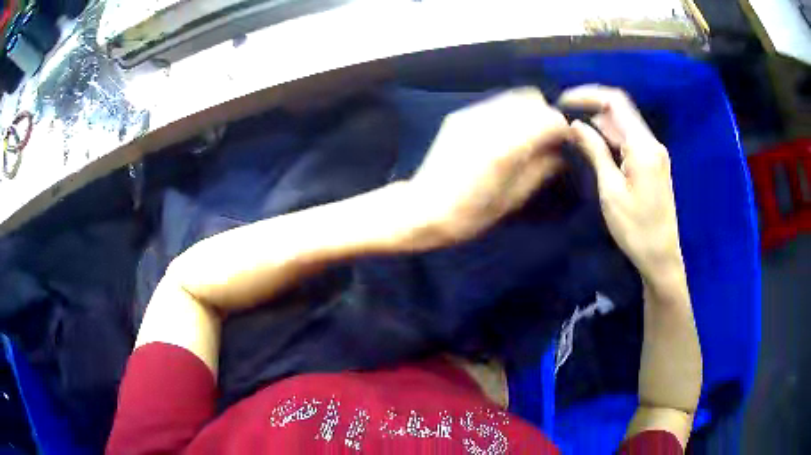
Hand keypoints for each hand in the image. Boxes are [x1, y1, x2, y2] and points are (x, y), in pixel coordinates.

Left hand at [409, 88, 569, 245]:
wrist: (423, 208)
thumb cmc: (471, 214)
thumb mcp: (514, 197)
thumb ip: (543, 169)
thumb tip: (562, 153)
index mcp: (507, 146)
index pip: (550, 119)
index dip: (564, 130)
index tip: (567, 144)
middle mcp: (490, 121)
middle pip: (533, 98)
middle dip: (546, 116)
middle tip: (548, 139)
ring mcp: (472, 114)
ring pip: (514, 96)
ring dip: (528, 111)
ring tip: (529, 135)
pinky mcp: (460, 115)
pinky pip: (495, 103)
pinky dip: (509, 112)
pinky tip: (506, 133)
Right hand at [558, 85, 684, 283]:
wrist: (661, 256)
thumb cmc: (635, 229)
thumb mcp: (611, 190)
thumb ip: (595, 152)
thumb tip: (575, 124)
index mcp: (643, 147)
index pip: (615, 103)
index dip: (588, 95)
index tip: (563, 102)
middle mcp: (652, 143)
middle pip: (620, 110)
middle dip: (592, 108)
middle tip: (565, 118)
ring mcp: (655, 152)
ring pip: (625, 124)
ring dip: (600, 122)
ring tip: (576, 132)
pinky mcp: (654, 162)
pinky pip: (630, 139)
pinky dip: (612, 136)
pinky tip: (596, 145)